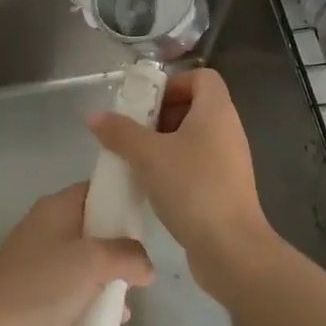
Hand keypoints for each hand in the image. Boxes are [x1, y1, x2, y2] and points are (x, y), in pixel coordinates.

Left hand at [0, 183, 153, 325]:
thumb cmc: (44, 286)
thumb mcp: (94, 262)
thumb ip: (128, 256)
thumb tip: (146, 267)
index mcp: (55, 208)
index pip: (94, 190)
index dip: (120, 201)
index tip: (145, 223)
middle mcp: (44, 229)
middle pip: (92, 232)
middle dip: (118, 256)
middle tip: (138, 277)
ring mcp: (35, 264)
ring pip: (82, 268)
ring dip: (106, 288)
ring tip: (124, 316)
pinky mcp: (30, 297)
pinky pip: (69, 296)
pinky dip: (88, 309)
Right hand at [88, 67, 277, 296]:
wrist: (231, 249)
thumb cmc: (192, 188)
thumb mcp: (148, 156)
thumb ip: (120, 132)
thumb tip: (94, 116)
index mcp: (217, 111)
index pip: (202, 77)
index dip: (173, 84)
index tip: (147, 106)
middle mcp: (228, 129)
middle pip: (194, 105)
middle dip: (161, 116)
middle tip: (135, 134)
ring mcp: (229, 160)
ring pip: (193, 137)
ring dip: (164, 144)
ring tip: (138, 161)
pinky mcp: (225, 187)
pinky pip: (197, 163)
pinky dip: (175, 167)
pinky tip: (153, 187)